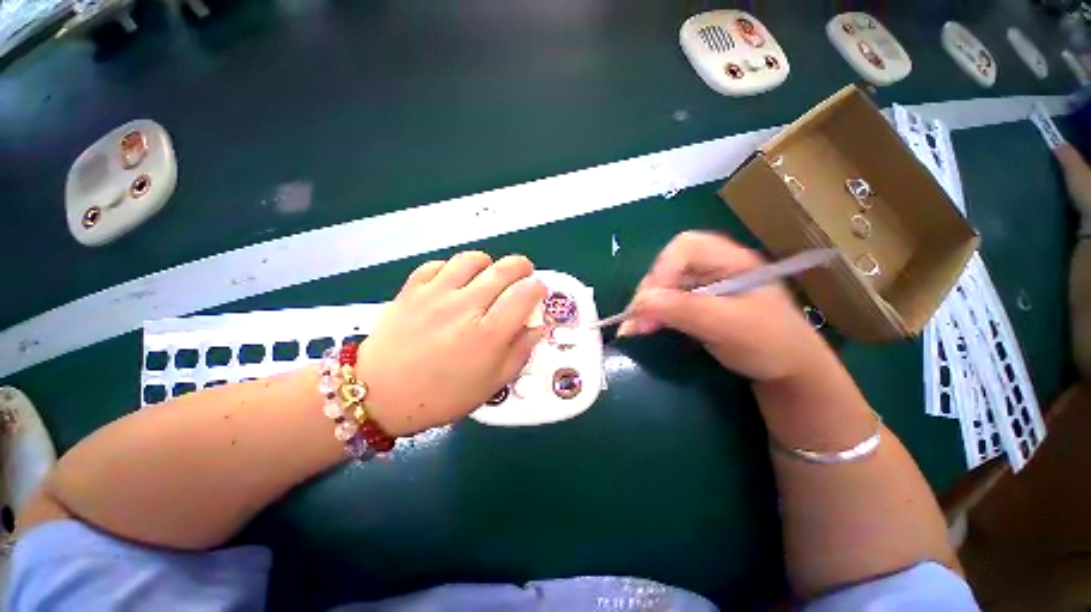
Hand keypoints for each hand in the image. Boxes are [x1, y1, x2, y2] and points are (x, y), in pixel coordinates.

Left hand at [355, 252, 545, 435]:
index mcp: (488, 333)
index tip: (537, 292)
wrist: (379, 394)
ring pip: (473, 259)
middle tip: (522, 277)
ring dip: (488, 264)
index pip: (525, 294)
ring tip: (487, 277)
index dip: (538, 288)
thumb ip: (520, 352)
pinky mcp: (412, 289)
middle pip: (505, 269)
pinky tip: (454, 283)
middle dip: (521, 267)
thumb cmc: (443, 395)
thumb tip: (538, 327)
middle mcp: (465, 306)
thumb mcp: (492, 384)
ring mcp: (436, 293)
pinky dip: (453, 268)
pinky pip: (439, 264)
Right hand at [618, 231, 826, 381]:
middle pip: (668, 265)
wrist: (789, 373)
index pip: (685, 247)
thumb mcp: (730, 325)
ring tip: (635, 327)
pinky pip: (664, 301)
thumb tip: (639, 302)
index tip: (649, 302)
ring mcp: (703, 285)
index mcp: (731, 259)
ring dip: (645, 304)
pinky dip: (650, 314)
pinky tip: (641, 327)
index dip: (662, 270)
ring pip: (662, 284)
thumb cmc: (771, 344)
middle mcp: (713, 267)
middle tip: (637, 319)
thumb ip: (685, 310)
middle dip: (650, 290)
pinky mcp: (695, 303)